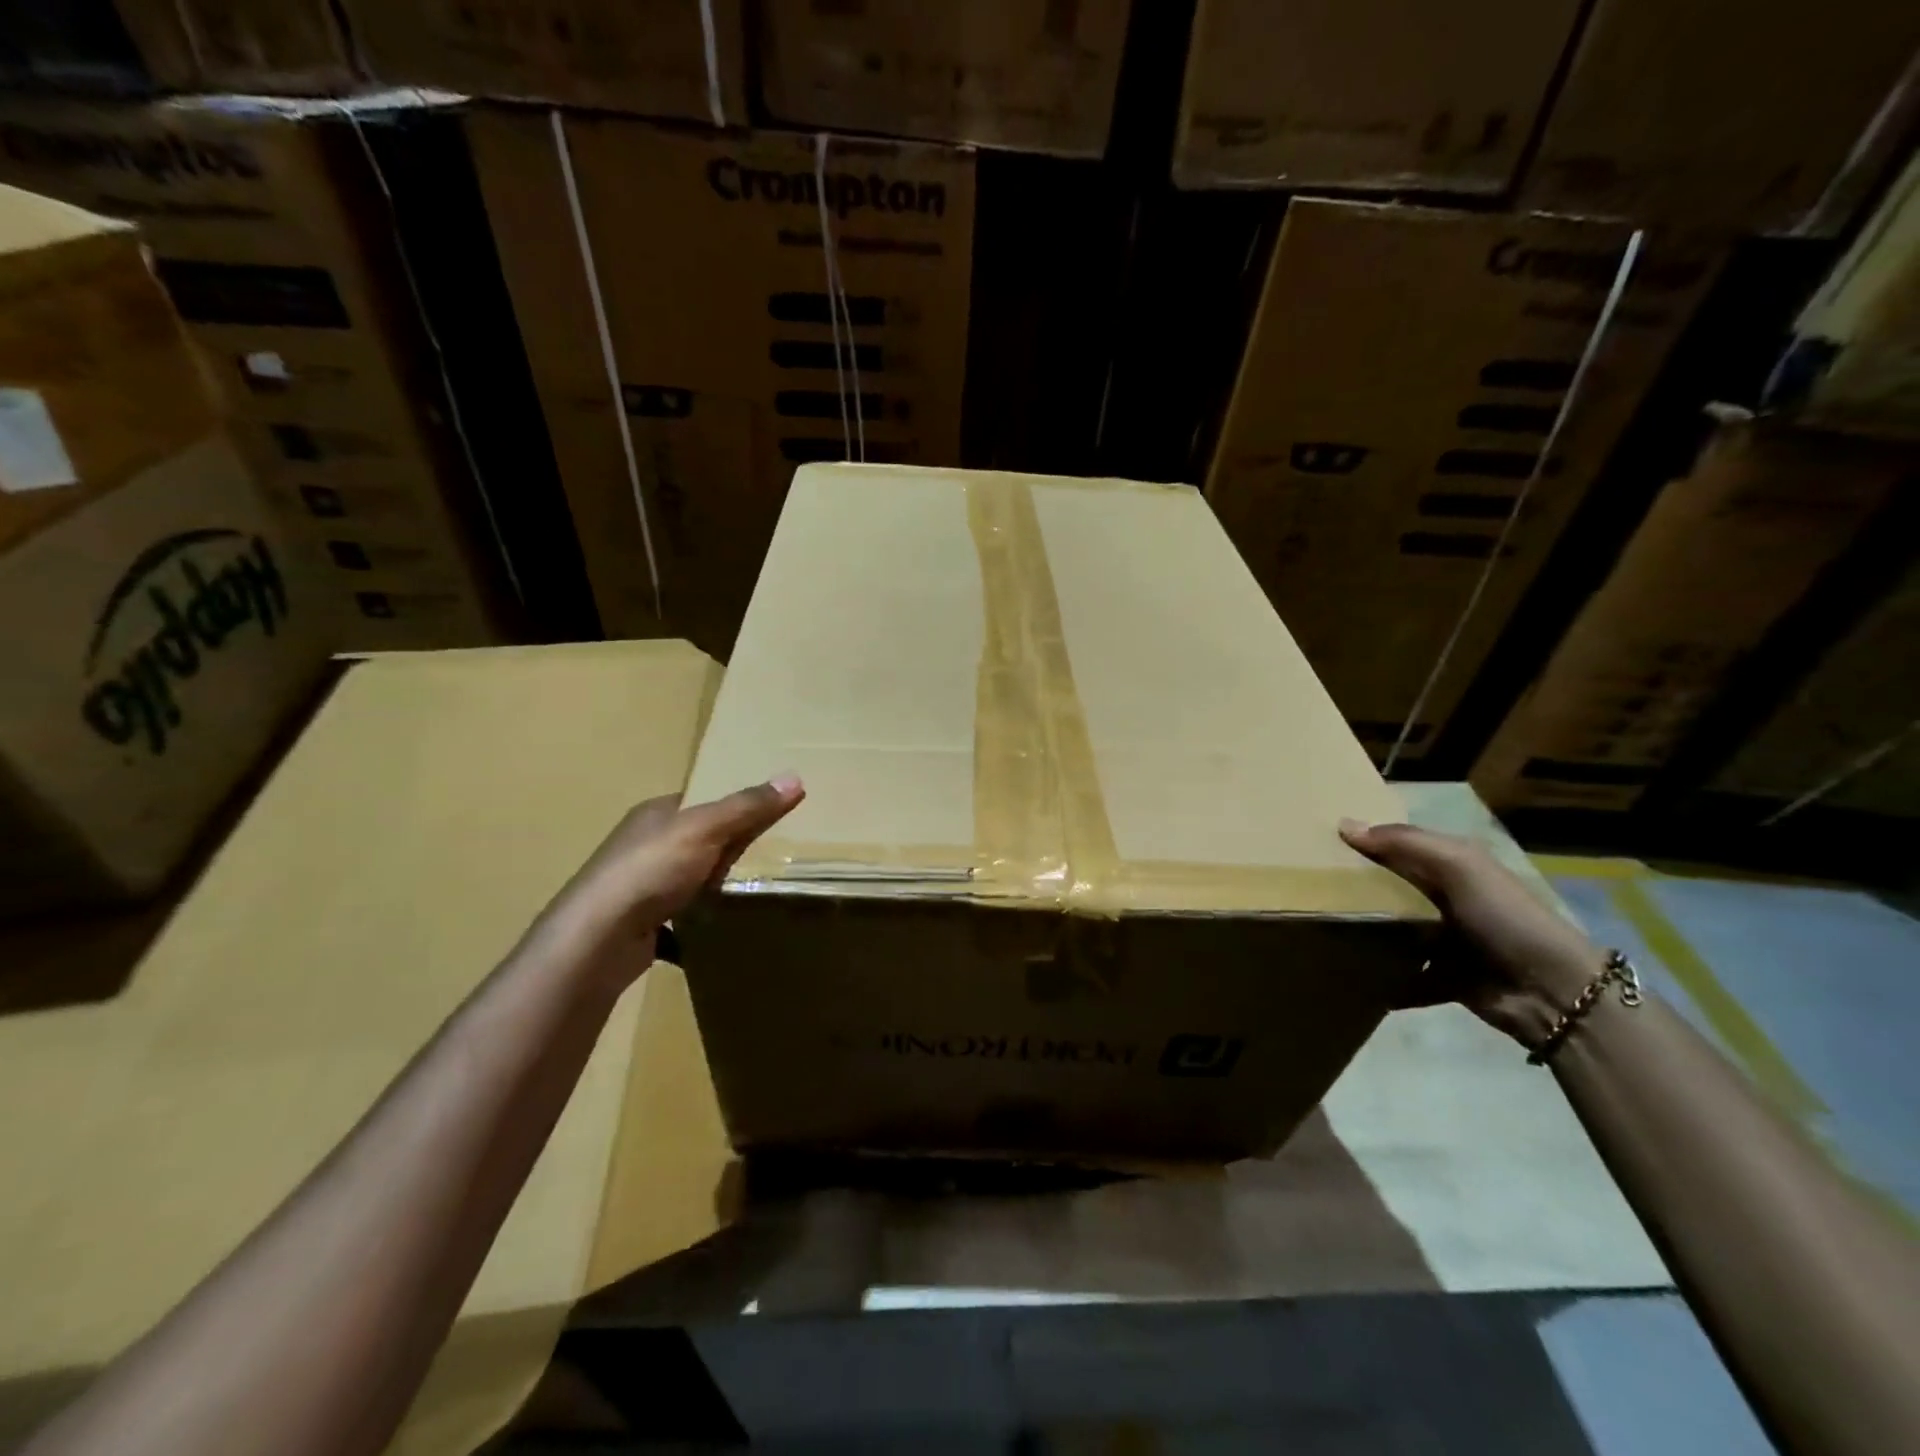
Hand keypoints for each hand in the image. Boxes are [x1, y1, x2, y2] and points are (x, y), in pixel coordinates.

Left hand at [541, 776, 804, 982]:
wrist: (597, 939)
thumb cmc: (651, 870)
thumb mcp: (706, 829)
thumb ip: (747, 807)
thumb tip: (795, 777)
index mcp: (655, 814)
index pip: (700, 801)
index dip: (733, 807)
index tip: (768, 820)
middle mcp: (642, 845)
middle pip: (696, 840)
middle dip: (726, 850)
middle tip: (768, 859)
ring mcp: (636, 886)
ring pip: (686, 879)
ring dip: (711, 886)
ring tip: (749, 894)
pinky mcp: (637, 923)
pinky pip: (676, 916)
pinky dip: (696, 922)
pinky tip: (717, 930)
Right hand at [1340, 819, 1607, 1047]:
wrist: (1551, 990)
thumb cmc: (1504, 915)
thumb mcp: (1458, 865)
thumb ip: (1404, 842)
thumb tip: (1344, 825)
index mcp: (1455, 866)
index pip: (1401, 846)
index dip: (1367, 842)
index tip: (1320, 843)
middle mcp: (1448, 899)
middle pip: (1392, 888)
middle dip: (1358, 888)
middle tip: (1310, 887)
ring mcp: (1446, 941)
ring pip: (1393, 931)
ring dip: (1366, 933)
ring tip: (1322, 929)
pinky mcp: (1444, 978)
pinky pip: (1403, 976)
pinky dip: (1382, 979)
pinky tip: (1351, 974)